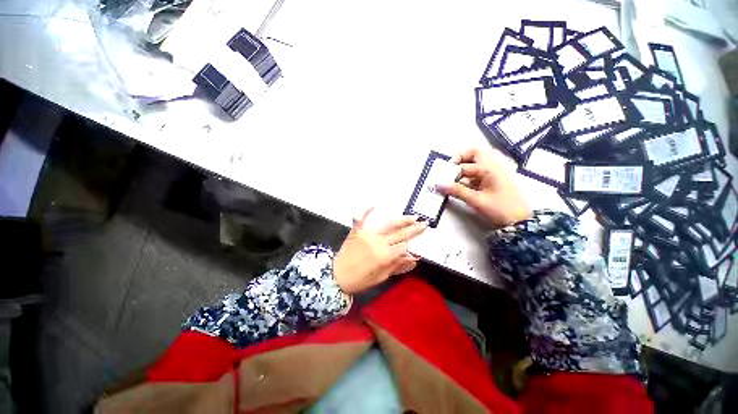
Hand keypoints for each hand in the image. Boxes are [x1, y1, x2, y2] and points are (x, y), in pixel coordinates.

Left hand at [333, 209, 427, 293]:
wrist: (336, 276)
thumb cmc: (360, 280)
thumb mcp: (381, 277)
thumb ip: (397, 266)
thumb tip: (414, 257)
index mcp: (385, 256)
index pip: (403, 246)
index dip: (411, 244)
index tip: (418, 241)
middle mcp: (378, 242)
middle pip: (400, 234)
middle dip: (414, 229)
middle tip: (424, 223)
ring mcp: (367, 234)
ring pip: (388, 224)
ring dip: (401, 220)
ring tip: (412, 217)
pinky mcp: (357, 230)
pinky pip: (362, 217)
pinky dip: (366, 210)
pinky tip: (374, 204)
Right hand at [438, 147, 531, 227]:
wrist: (520, 222)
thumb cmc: (499, 209)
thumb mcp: (476, 200)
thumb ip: (456, 191)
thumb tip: (438, 185)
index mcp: (490, 168)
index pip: (464, 165)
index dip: (451, 171)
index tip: (442, 180)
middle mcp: (494, 166)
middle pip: (475, 153)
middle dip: (460, 160)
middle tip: (450, 171)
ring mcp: (497, 172)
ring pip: (478, 162)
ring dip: (466, 168)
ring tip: (455, 179)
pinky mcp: (497, 179)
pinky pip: (481, 171)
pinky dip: (471, 176)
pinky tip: (464, 186)